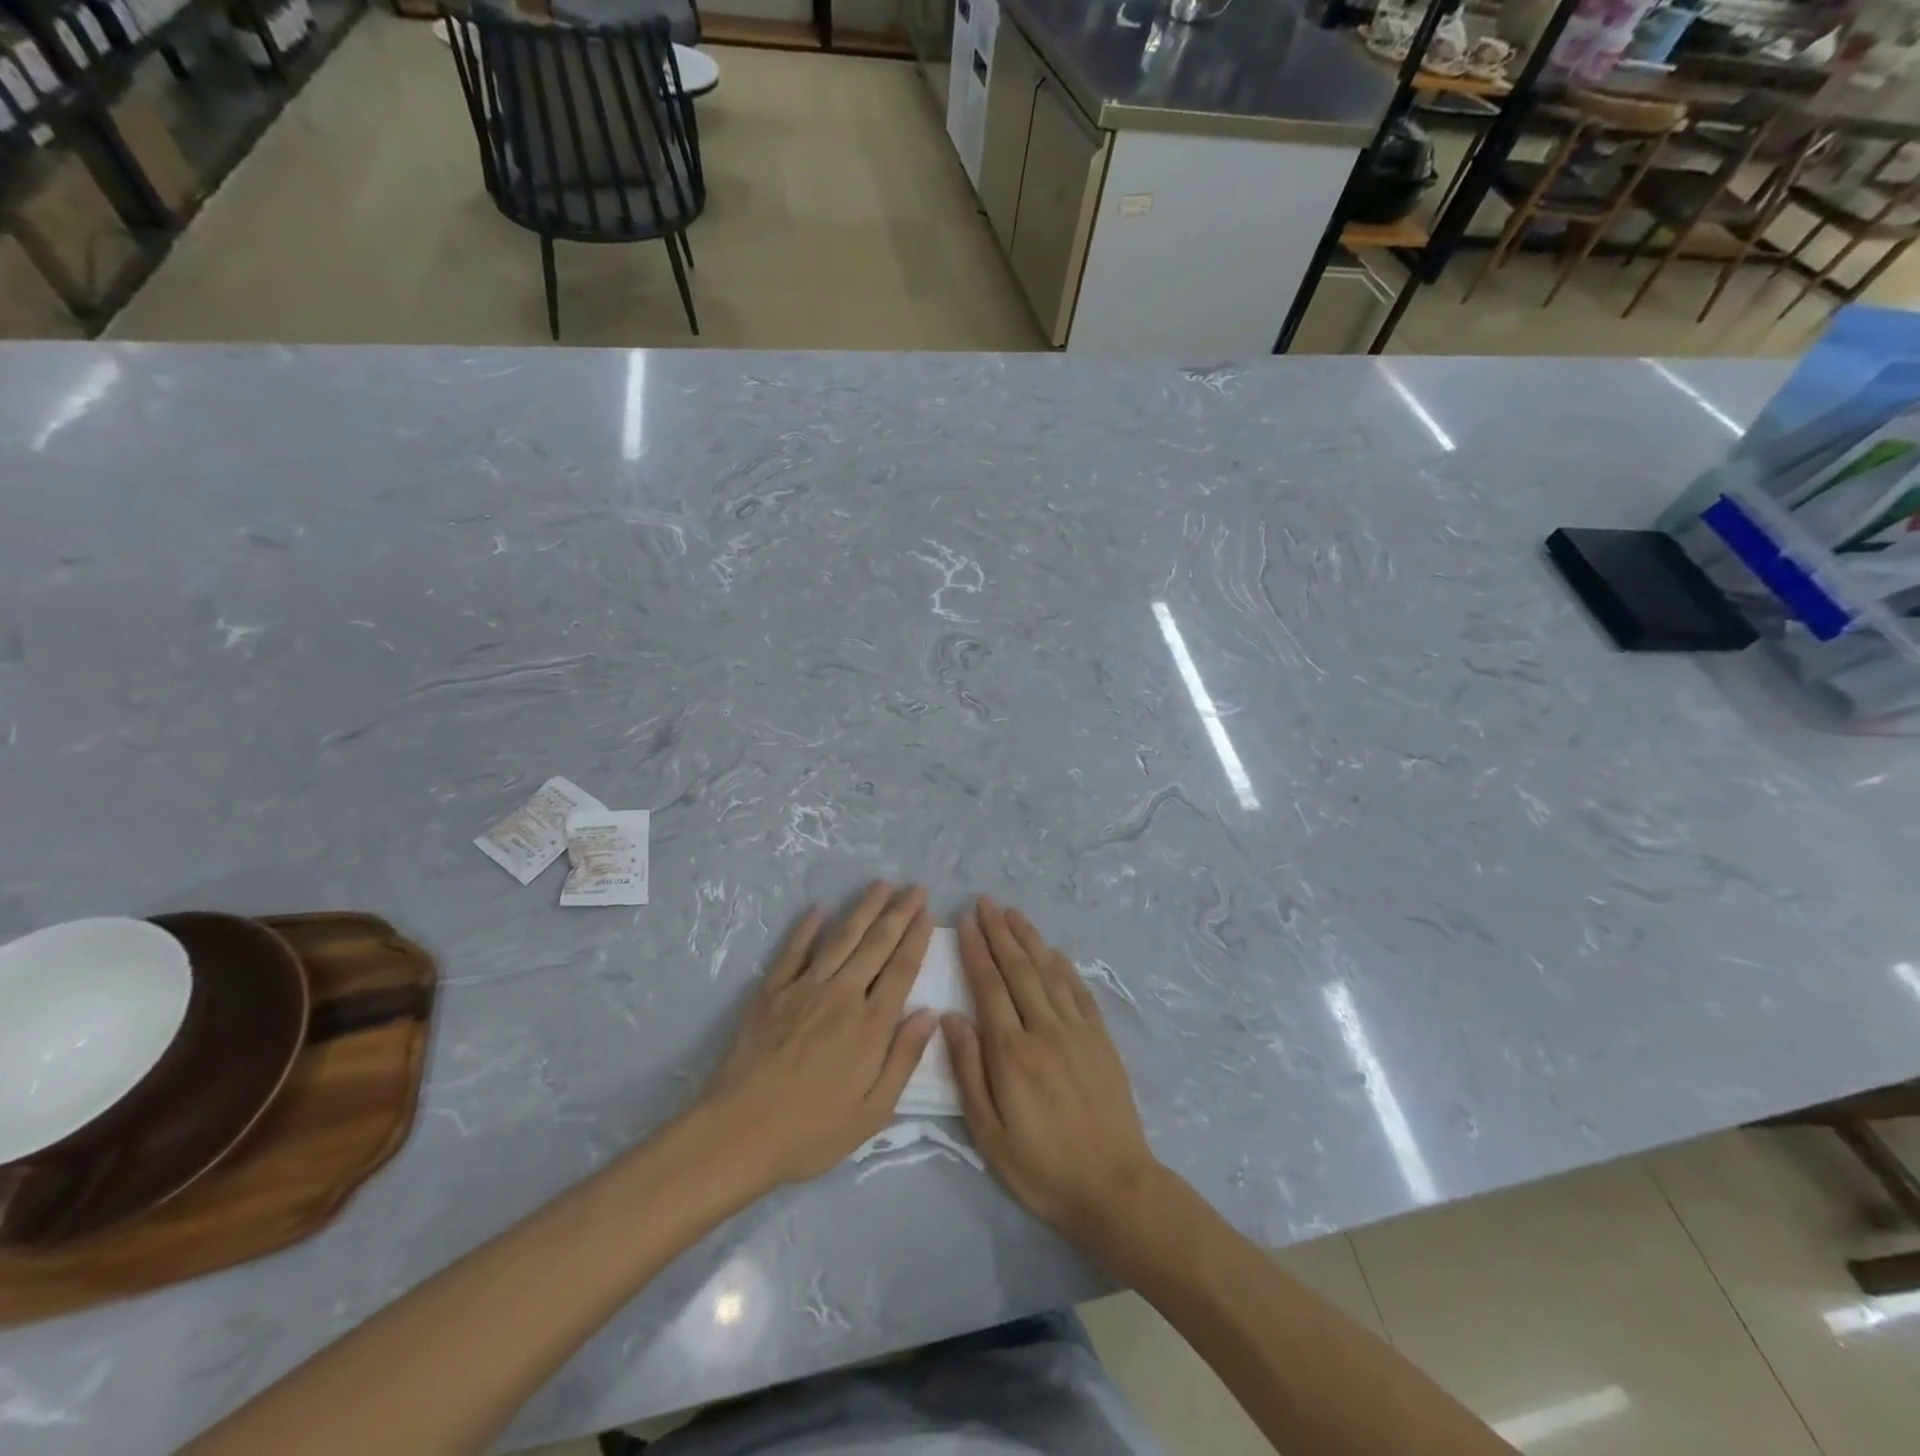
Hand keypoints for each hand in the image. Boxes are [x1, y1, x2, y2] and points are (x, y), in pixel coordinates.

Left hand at [701, 883, 937, 1188]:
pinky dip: (807, 927)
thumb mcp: (873, 1112)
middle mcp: (842, 995)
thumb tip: (930, 1014)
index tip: (927, 913)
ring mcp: (804, 989)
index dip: (917, 938)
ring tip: (880, 885)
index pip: (901, 969)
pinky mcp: (772, 991)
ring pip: (841, 938)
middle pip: (876, 944)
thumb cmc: (812, 1132)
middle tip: (914, 888)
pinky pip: (793, 950)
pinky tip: (819, 909)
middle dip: (898, 913)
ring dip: (863, 908)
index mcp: (870, 1026)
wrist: (738, 1133)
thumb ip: (903, 1059)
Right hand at [944, 898, 1160, 1243]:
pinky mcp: (1101, 1039)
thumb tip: (950, 1017)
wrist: (1113, 1187)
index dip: (976, 952)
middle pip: (1019, 970)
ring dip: (1030, 939)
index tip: (966, 923)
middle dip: (1000, 933)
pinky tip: (1053, 951)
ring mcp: (1077, 1031)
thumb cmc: (1041, 1167)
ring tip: (1012, 913)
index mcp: (1012, 1052)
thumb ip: (969, 1070)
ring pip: (1049, 972)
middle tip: (985, 903)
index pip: (989, 987)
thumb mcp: (989, 1132)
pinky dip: (1063, 966)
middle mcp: (1045, 1030)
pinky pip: (1079, 991)